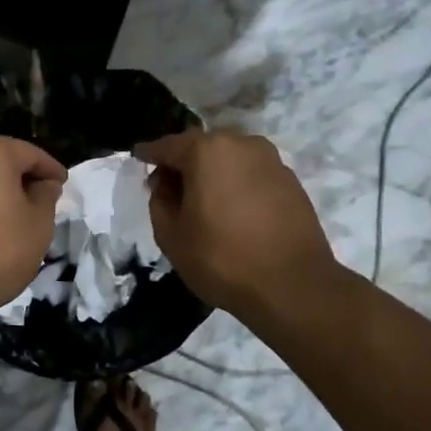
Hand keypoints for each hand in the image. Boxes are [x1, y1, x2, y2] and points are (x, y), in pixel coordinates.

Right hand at [136, 129, 343, 322]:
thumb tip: (165, 183)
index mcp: (206, 151)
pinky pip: (252, 175)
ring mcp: (271, 161)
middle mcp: (242, 144)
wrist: (293, 286)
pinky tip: (232, 211)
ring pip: (230, 160)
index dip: (149, 154)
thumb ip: (159, 201)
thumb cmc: (222, 258)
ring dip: (212, 174)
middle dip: (183, 163)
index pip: (167, 146)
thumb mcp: (171, 235)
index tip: (137, 157)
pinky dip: (237, 185)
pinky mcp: (292, 182)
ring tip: (203, 202)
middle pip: (201, 147)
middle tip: (169, 188)